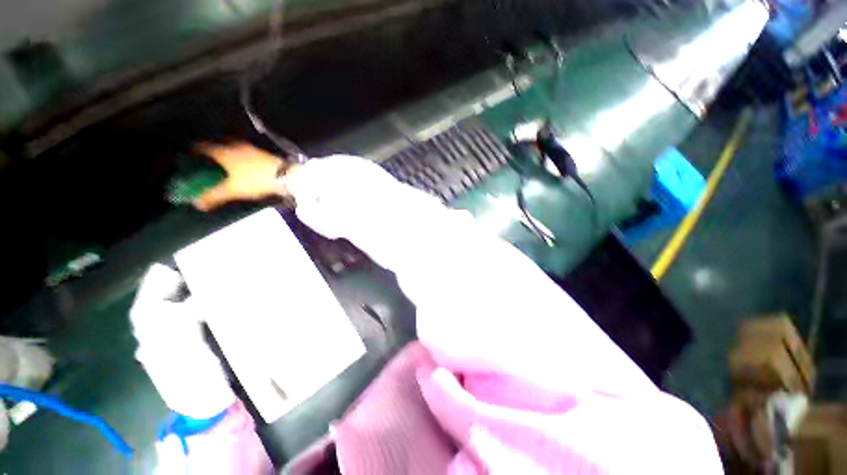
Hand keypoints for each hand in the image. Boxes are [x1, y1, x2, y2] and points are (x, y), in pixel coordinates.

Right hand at [193, 143, 294, 210]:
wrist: (286, 176)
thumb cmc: (255, 180)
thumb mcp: (232, 190)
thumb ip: (213, 195)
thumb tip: (196, 203)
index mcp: (224, 151)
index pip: (203, 148)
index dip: (194, 153)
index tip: (190, 159)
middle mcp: (236, 146)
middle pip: (218, 146)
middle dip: (211, 154)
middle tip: (207, 164)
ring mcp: (252, 149)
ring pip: (233, 149)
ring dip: (227, 156)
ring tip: (224, 167)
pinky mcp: (264, 155)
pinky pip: (246, 154)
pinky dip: (241, 159)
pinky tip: (243, 168)